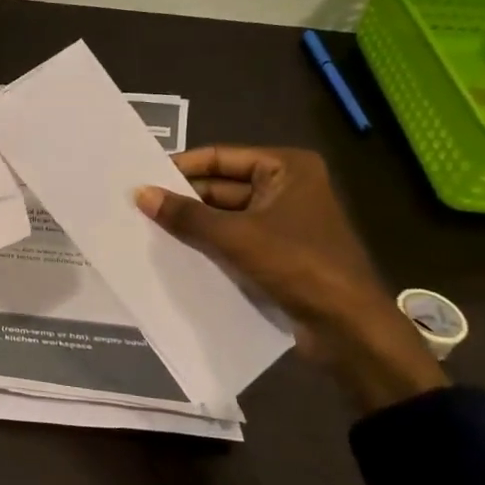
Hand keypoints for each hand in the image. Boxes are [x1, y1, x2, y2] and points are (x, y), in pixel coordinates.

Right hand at [135, 146, 446, 411]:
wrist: (347, 327)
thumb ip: (186, 215)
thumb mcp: (235, 236)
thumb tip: (140, 194)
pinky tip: (173, 251)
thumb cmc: (297, 265)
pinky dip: (207, 244)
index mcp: (286, 168)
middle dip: (183, 198)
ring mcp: (282, 221)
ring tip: (146, 228)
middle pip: (221, 186)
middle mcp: (286, 187)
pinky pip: (233, 239)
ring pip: (224, 215)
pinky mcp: (277, 252)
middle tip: (138, 206)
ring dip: (192, 224)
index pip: (220, 157)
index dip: (181, 167)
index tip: (142, 177)